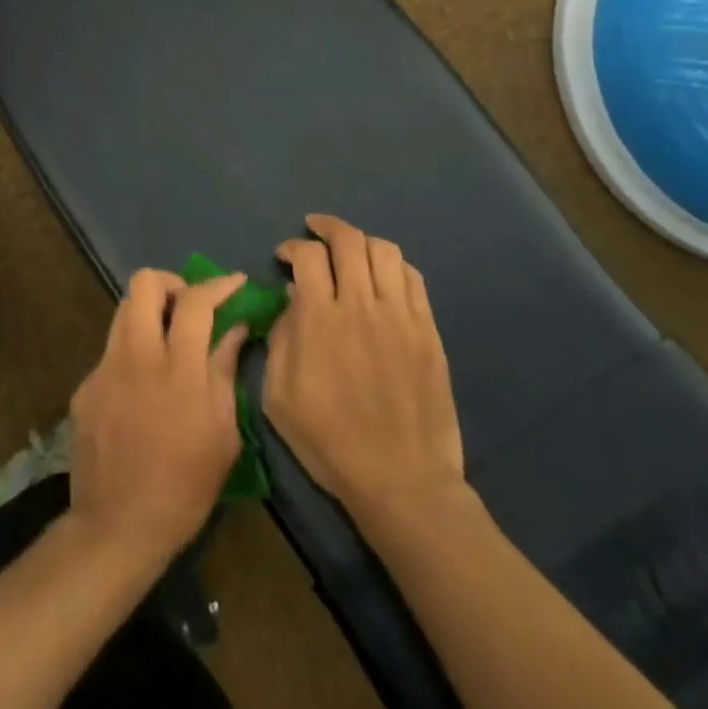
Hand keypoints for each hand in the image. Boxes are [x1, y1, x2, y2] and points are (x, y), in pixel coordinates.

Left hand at [67, 269, 250, 564]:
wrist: (117, 526)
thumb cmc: (184, 487)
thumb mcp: (223, 434)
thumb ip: (225, 371)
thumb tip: (235, 329)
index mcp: (178, 369)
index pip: (195, 301)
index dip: (218, 284)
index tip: (234, 282)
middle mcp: (137, 355)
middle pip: (144, 283)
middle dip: (171, 283)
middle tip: (188, 306)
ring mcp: (105, 367)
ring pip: (123, 309)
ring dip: (149, 312)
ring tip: (167, 339)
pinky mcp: (86, 385)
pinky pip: (112, 349)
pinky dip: (133, 352)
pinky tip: (142, 388)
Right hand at [263, 214, 466, 523]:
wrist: (402, 482)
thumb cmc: (330, 442)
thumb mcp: (279, 397)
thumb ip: (279, 339)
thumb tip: (292, 301)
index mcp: (322, 320)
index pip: (308, 256)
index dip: (292, 247)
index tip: (284, 257)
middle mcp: (363, 305)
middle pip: (349, 240)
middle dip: (327, 226)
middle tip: (314, 230)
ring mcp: (401, 316)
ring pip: (385, 250)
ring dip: (361, 242)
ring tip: (349, 251)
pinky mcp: (428, 331)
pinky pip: (413, 278)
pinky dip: (393, 266)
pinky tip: (382, 277)